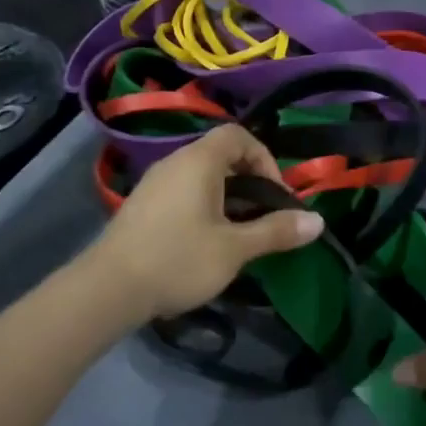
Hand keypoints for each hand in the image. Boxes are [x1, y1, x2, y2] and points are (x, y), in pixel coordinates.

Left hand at [89, 125, 323, 320]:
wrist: (107, 290)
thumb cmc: (177, 260)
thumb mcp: (235, 249)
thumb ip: (276, 231)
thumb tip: (318, 222)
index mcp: (198, 162)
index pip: (238, 136)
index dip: (265, 158)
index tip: (275, 195)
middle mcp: (174, 163)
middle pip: (221, 155)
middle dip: (250, 181)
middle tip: (264, 216)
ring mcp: (154, 183)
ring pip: (202, 176)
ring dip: (228, 197)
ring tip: (241, 233)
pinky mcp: (143, 206)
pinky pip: (184, 192)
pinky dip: (205, 206)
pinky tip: (208, 242)